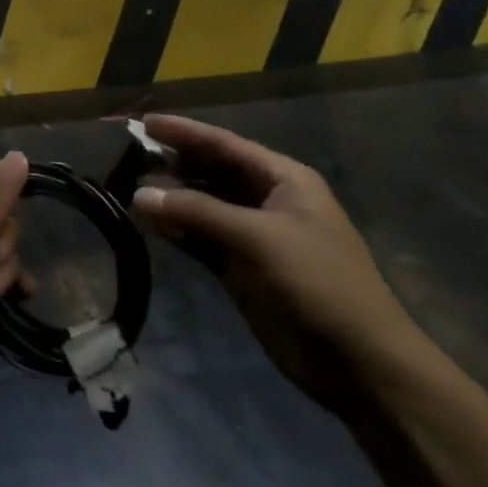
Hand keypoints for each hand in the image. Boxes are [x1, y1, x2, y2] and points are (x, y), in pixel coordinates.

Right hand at [132, 115, 428, 412]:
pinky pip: (202, 239)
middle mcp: (267, 200)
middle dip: (173, 164)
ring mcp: (254, 236)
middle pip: (211, 172)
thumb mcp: (258, 239)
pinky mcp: (242, 268)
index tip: (143, 122)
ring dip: (171, 199)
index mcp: (283, 179)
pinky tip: (150, 225)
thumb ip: (196, 212)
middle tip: (127, 158)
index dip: (184, 131)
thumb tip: (138, 194)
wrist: (360, 364)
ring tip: (130, 191)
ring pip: (203, 206)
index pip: (224, 144)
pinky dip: (178, 231)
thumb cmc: (318, 284)